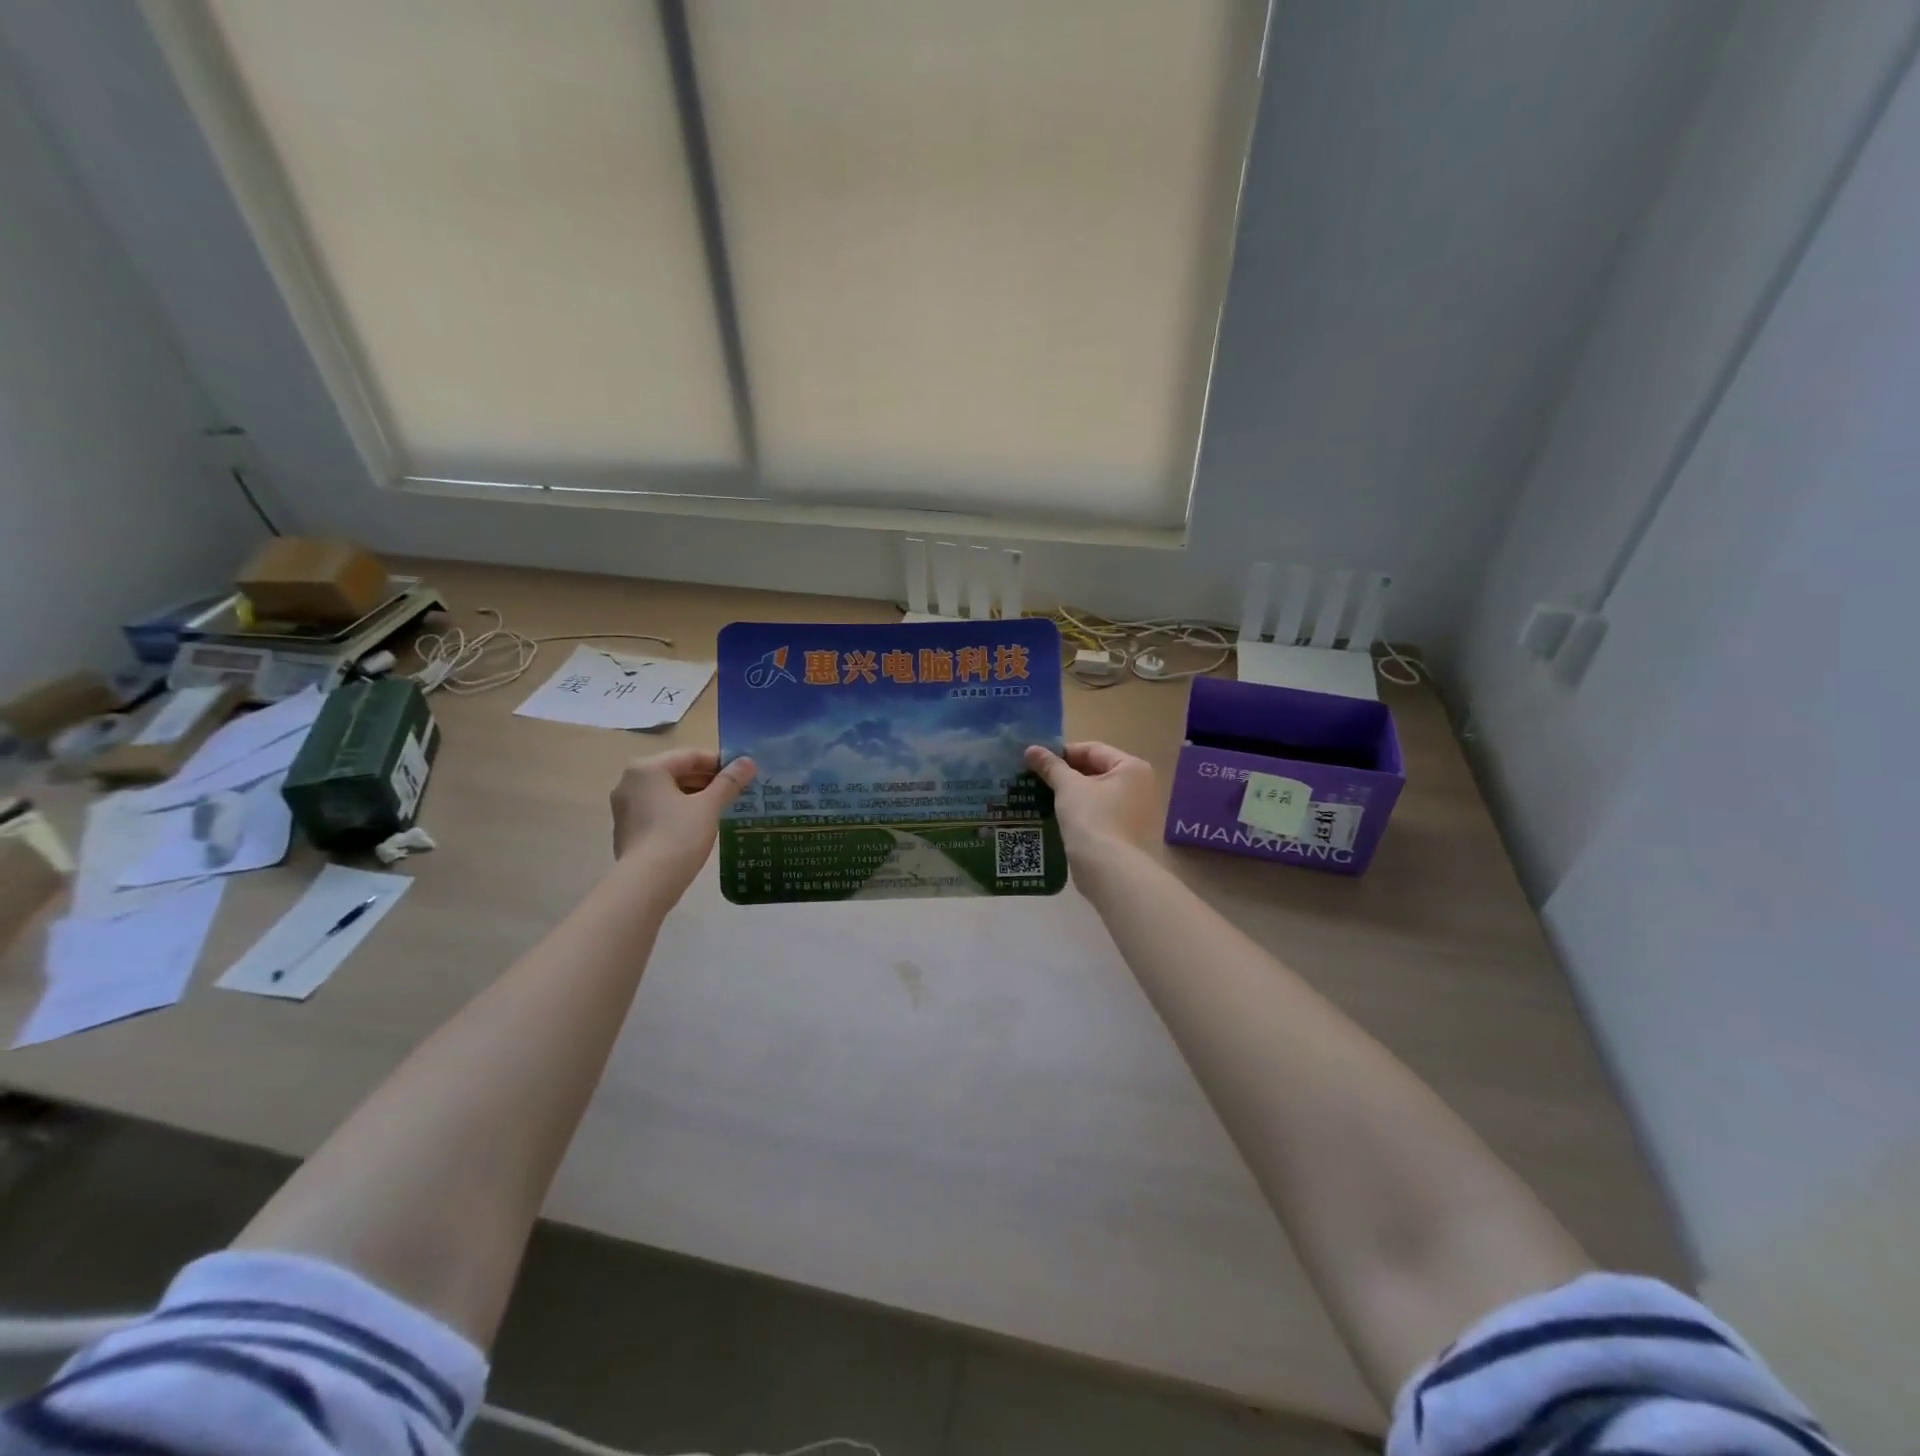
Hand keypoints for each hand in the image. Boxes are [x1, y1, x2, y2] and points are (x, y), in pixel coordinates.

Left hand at [610, 749, 755, 896]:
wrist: (646, 884)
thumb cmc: (678, 836)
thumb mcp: (709, 806)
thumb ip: (729, 781)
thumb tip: (748, 761)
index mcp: (647, 768)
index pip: (691, 756)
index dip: (721, 763)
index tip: (744, 774)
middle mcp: (630, 781)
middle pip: (677, 772)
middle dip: (708, 780)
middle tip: (736, 792)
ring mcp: (625, 806)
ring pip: (668, 792)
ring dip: (695, 796)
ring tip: (723, 808)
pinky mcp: (627, 828)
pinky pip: (658, 809)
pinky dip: (679, 811)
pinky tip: (700, 825)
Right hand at [1024, 741, 1157, 857]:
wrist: (1110, 871)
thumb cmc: (1093, 819)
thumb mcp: (1068, 787)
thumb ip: (1050, 766)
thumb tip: (1031, 748)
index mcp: (1132, 768)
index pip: (1093, 750)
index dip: (1062, 753)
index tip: (1037, 761)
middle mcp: (1141, 787)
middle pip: (1096, 772)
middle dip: (1066, 776)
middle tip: (1036, 779)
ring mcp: (1137, 813)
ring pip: (1097, 795)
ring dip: (1072, 795)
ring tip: (1042, 797)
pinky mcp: (1128, 835)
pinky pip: (1100, 815)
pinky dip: (1081, 814)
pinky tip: (1058, 819)